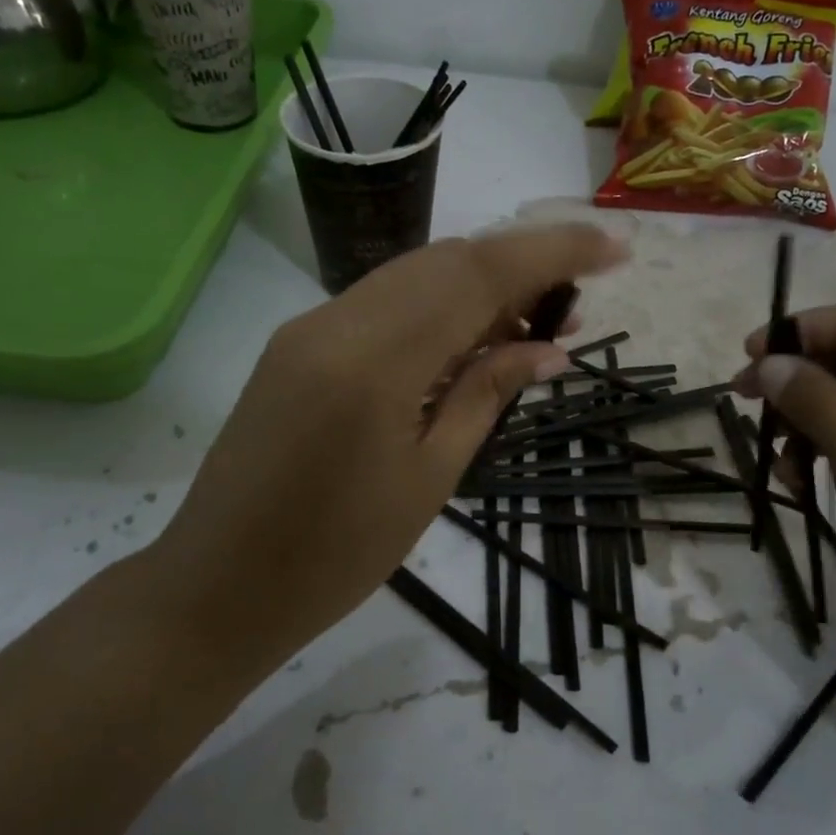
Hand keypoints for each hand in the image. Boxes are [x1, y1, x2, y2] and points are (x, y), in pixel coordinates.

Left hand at [146, 225, 625, 672]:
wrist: (219, 585)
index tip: (616, 249)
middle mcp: (337, 321)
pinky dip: (433, 310)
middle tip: (570, 312)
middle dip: (519, 268)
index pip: (480, 274)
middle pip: (446, 260)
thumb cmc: (336, 556)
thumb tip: (547, 348)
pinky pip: (380, 305)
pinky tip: (464, 346)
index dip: (554, 252)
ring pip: (412, 276)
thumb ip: (486, 395)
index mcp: (376, 360)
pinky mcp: (296, 344)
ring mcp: (310, 328)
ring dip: (477, 288)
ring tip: (528, 332)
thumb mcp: (429, 478)